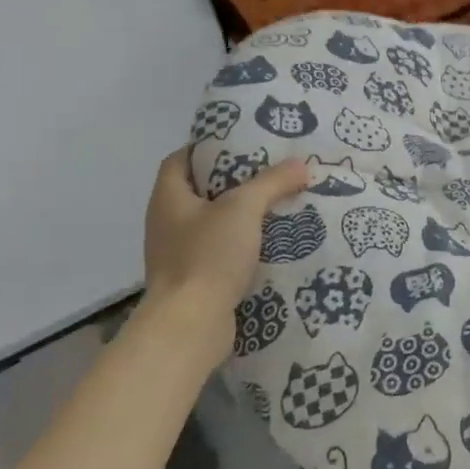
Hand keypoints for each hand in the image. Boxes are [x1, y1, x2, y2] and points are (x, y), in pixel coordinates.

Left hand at [140, 148, 308, 366]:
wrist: (190, 326)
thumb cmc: (208, 256)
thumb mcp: (244, 208)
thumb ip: (272, 182)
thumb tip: (301, 164)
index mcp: (168, 198)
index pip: (181, 159)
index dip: (207, 147)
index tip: (241, 142)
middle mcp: (167, 223)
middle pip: (200, 191)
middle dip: (234, 181)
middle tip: (270, 170)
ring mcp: (178, 255)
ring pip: (213, 224)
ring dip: (241, 215)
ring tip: (278, 203)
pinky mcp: (194, 281)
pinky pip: (220, 253)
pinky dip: (242, 245)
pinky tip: (272, 243)